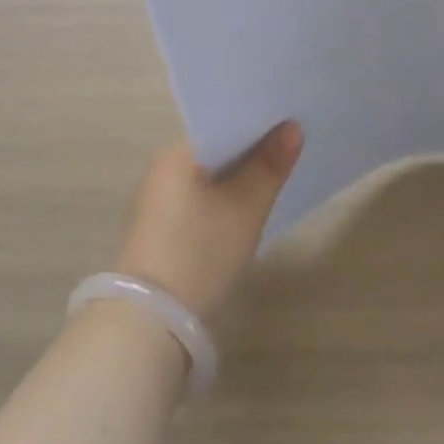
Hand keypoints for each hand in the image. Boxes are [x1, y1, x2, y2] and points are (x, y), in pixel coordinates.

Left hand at [113, 122, 302, 321]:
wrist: (151, 323)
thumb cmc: (200, 253)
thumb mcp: (246, 208)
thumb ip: (270, 166)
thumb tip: (292, 128)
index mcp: (176, 153)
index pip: (222, 121)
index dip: (257, 121)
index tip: (289, 120)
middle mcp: (162, 169)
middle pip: (216, 148)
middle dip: (251, 148)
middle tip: (292, 145)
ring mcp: (158, 200)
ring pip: (209, 175)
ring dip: (238, 175)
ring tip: (276, 171)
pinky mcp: (160, 229)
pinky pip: (200, 197)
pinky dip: (223, 197)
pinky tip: (247, 206)